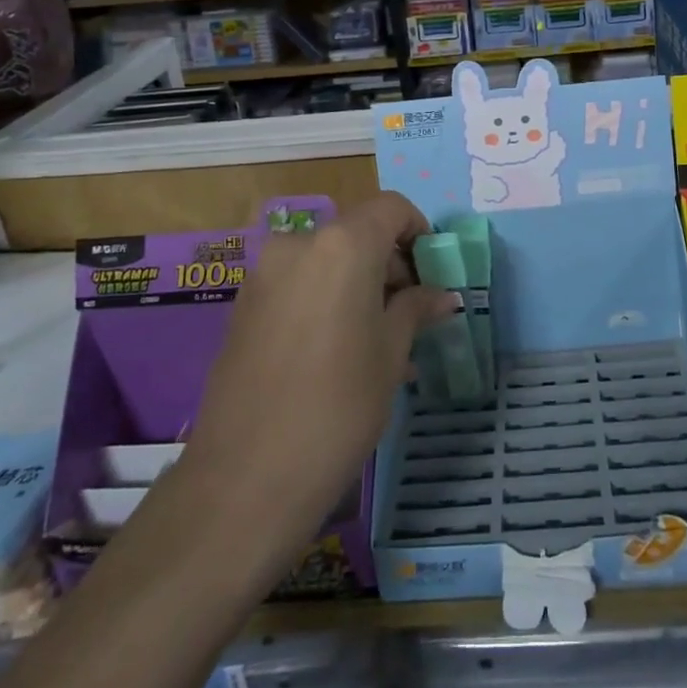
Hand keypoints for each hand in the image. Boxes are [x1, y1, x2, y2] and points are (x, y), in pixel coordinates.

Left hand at [174, 192, 457, 573]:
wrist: (245, 479)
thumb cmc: (339, 406)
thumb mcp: (391, 354)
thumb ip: (415, 309)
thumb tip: (442, 295)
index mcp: (342, 244)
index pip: (392, 209)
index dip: (419, 232)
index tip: (434, 274)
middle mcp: (299, 245)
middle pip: (357, 233)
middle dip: (390, 264)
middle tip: (413, 313)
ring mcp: (265, 274)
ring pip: (328, 262)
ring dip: (360, 286)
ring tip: (383, 340)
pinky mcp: (244, 306)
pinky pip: (299, 286)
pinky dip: (328, 300)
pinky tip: (344, 350)